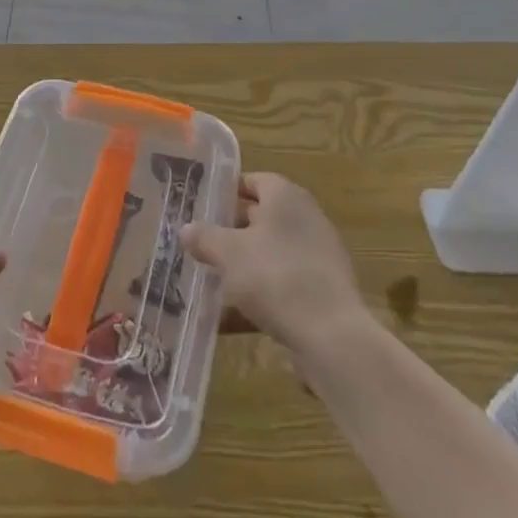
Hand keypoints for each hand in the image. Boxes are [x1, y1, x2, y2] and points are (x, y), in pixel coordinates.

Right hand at [180, 173, 363, 361]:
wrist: (331, 336)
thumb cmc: (275, 276)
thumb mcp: (228, 253)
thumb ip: (204, 237)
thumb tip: (186, 229)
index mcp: (286, 197)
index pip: (253, 181)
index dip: (227, 191)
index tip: (202, 206)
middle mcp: (306, 218)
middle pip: (261, 217)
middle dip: (230, 230)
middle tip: (200, 242)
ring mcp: (317, 256)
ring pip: (270, 253)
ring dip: (242, 265)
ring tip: (210, 280)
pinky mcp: (322, 291)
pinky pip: (281, 284)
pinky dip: (258, 295)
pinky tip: (230, 317)